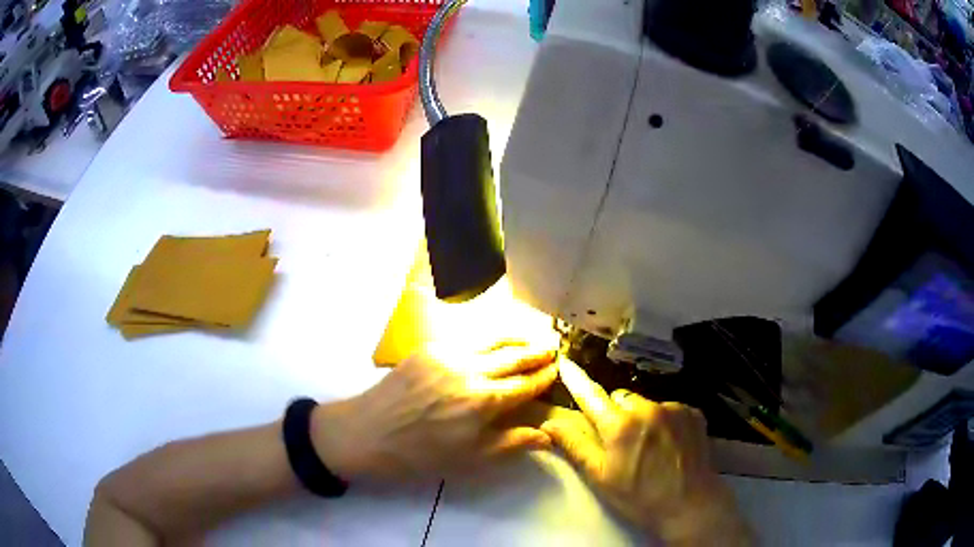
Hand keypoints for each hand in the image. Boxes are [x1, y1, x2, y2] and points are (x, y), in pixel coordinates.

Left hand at [310, 341, 558, 482]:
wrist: (367, 433)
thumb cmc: (420, 455)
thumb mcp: (470, 459)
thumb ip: (511, 443)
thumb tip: (547, 435)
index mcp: (484, 401)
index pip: (525, 384)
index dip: (544, 377)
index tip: (558, 371)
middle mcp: (471, 370)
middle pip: (513, 357)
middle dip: (536, 352)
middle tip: (553, 347)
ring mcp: (448, 354)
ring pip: (492, 340)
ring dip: (515, 339)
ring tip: (531, 337)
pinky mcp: (429, 347)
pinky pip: (467, 338)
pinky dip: (488, 339)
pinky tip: (493, 342)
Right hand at [541, 360, 751, 545]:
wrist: (690, 505)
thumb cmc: (639, 497)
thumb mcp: (601, 477)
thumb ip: (575, 446)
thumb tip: (550, 423)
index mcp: (620, 426)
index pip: (591, 396)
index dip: (577, 381)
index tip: (565, 363)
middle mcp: (647, 408)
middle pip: (621, 398)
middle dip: (616, 413)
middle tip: (620, 442)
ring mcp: (674, 408)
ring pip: (646, 403)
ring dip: (642, 417)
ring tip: (650, 446)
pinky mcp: (693, 412)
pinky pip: (669, 408)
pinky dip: (665, 421)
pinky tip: (670, 444)